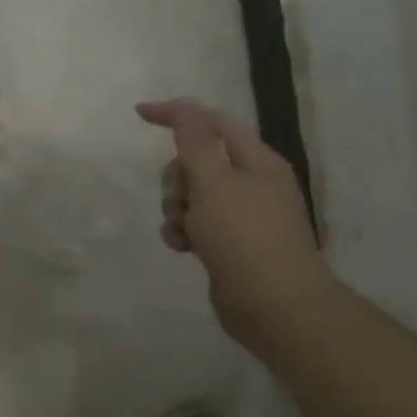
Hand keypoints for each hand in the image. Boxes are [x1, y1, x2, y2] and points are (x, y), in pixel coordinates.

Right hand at [136, 98, 331, 345]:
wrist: (276, 307)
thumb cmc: (244, 238)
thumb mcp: (214, 183)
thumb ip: (195, 143)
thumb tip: (185, 110)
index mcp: (256, 160)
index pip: (211, 121)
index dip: (176, 113)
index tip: (139, 115)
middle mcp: (251, 182)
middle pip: (197, 160)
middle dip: (177, 176)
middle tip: (180, 198)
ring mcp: (241, 215)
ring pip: (192, 195)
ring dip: (176, 207)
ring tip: (184, 230)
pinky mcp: (230, 243)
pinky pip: (196, 224)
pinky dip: (184, 231)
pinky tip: (183, 247)